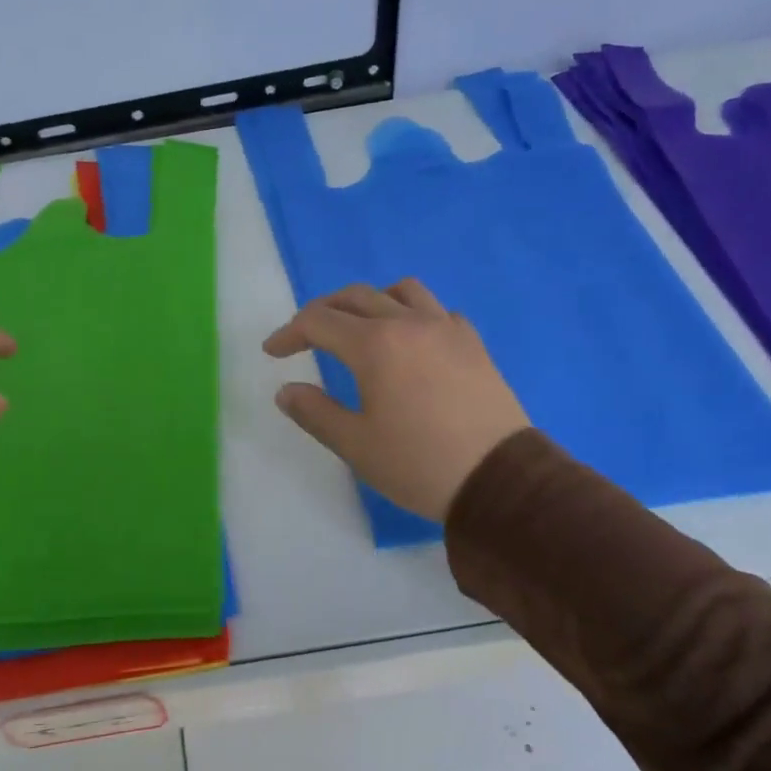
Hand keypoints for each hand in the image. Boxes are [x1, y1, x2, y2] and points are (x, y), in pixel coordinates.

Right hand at [264, 280, 528, 521]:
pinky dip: (412, 314)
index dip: (289, 333)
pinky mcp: (473, 343)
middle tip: (304, 338)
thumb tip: (286, 391)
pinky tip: (410, 342)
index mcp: (374, 345)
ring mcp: (446, 328)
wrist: (498, 479)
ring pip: (401, 291)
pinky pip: (437, 310)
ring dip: (370, 302)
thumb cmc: (417, 464)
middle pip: (355, 297)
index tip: (273, 353)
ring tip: (358, 328)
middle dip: (322, 312)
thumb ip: (314, 412)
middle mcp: (409, 323)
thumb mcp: (355, 444)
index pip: (318, 321)